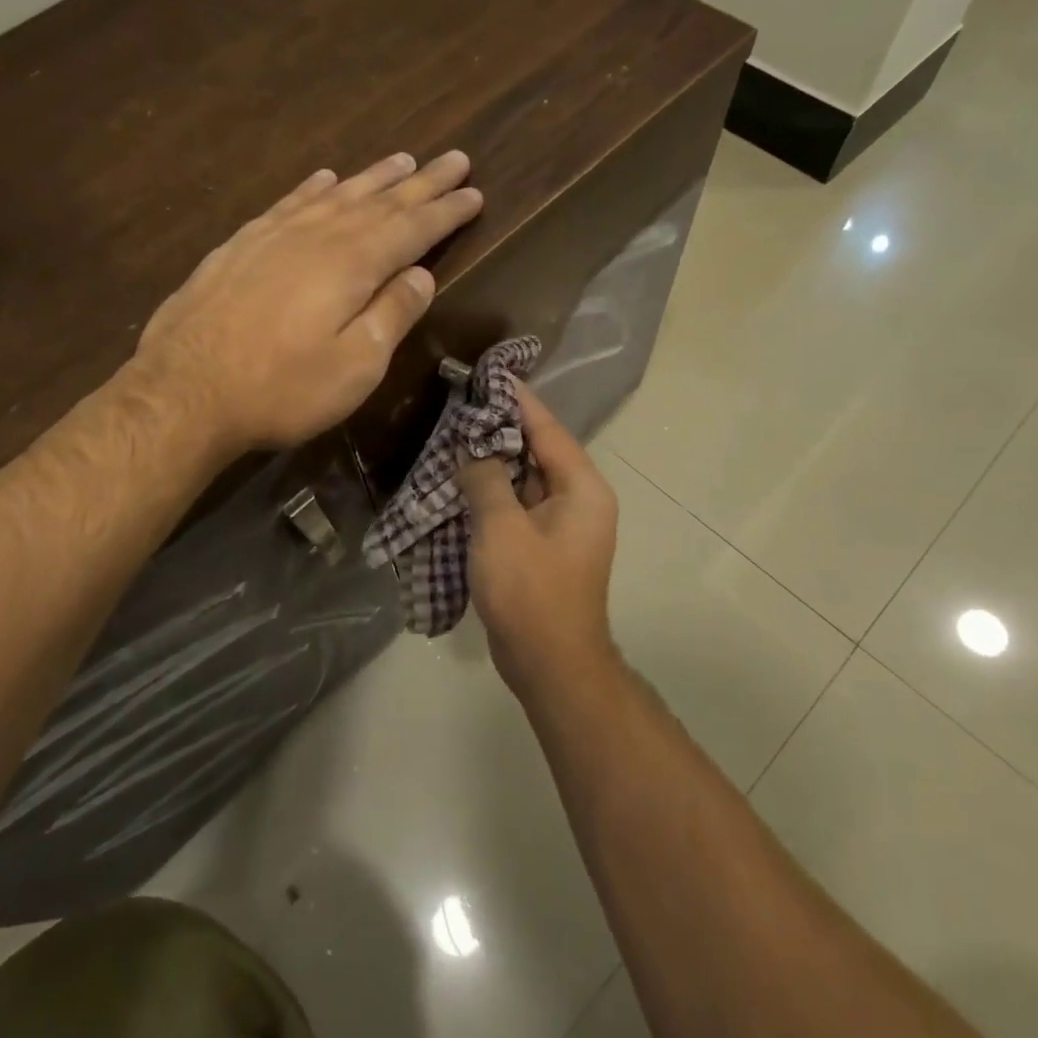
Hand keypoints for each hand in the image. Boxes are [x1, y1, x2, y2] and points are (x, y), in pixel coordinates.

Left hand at [133, 150, 481, 453]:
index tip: (474, 192)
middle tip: (455, 159)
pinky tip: (324, 178)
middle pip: (380, 200)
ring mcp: (275, 235)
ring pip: (336, 194)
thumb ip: (392, 316)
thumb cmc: (281, 388)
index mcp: (353, 264)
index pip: (413, 228)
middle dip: (422, 182)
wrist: (184, 390)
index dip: (447, 211)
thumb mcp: (355, 367)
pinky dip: (313, 187)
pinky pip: (289, 202)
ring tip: (403, 159)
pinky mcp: (241, 245)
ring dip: (374, 177)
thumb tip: (423, 275)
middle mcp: (318, 236)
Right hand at [458, 385, 620, 700]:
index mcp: (582, 488)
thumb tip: (472, 447)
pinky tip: (462, 481)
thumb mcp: (501, 528)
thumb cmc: (531, 591)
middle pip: (538, 451)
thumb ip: (485, 479)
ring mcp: (562, 525)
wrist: (550, 664)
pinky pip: (518, 505)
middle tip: (461, 404)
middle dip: (500, 429)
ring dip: (493, 461)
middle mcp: (579, 500)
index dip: (517, 400)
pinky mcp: (544, 547)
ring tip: (455, 434)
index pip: (548, 429)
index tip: (489, 374)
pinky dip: (493, 491)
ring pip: (525, 479)